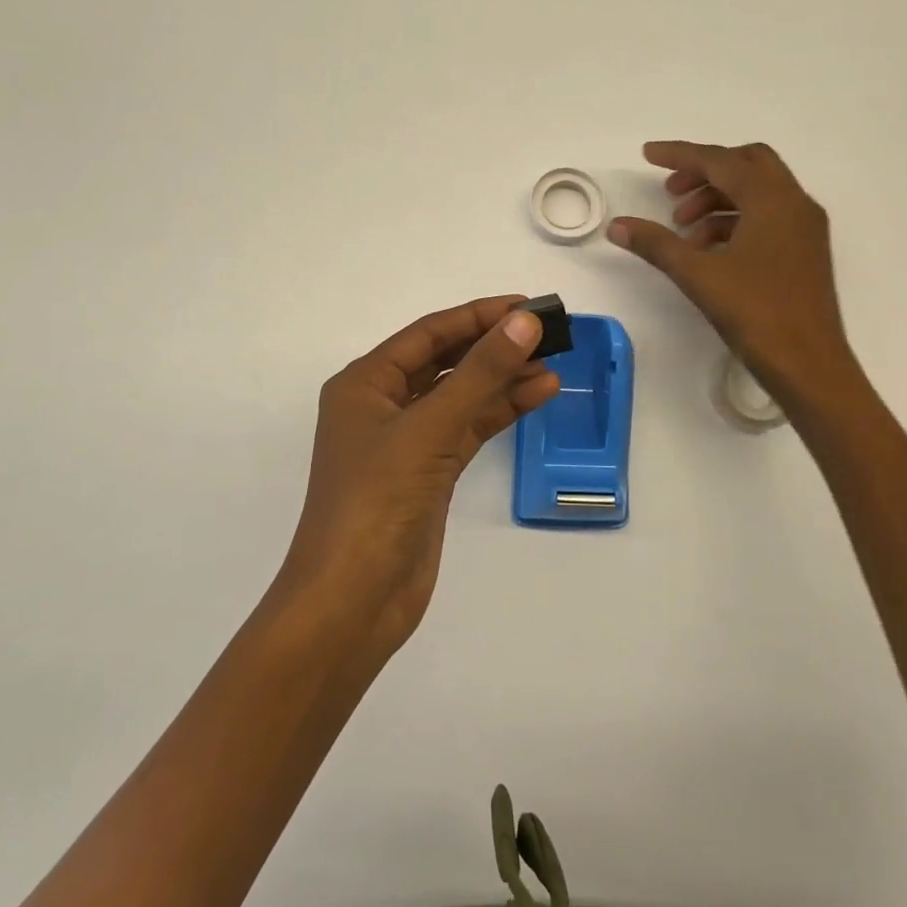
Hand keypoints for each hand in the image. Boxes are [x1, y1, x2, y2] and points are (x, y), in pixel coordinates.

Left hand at [277, 296, 559, 660]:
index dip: (478, 316)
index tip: (527, 305)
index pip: (429, 334)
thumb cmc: (377, 502)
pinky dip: (499, 412)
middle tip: (547, 333)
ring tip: (553, 363)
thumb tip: (524, 323)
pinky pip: (468, 429)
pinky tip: (537, 395)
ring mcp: (406, 442)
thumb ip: (480, 374)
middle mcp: (383, 406)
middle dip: (493, 346)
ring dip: (503, 380)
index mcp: (365, 383)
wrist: (353, 601)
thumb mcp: (430, 429)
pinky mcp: (428, 474)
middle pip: (445, 361)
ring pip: (461, 396)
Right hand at [609, 140, 855, 397]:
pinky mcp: (806, 250)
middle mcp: (794, 203)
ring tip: (683, 229)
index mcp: (771, 200)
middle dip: (705, 172)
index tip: (647, 155)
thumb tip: (618, 225)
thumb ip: (656, 244)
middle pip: (746, 164)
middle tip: (671, 192)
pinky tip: (708, 248)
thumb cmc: (755, 314)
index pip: (720, 160)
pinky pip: (767, 216)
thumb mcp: (698, 275)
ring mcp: (804, 227)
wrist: (809, 365)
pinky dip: (735, 220)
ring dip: (718, 199)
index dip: (680, 155)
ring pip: (758, 191)